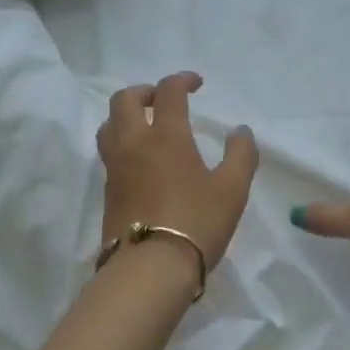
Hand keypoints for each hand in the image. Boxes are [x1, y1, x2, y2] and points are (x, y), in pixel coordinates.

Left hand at [97, 72, 258, 274]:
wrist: (150, 269)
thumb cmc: (197, 223)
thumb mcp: (233, 189)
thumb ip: (241, 155)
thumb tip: (240, 132)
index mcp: (166, 136)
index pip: (168, 92)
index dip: (182, 80)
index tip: (196, 85)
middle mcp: (134, 144)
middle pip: (124, 100)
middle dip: (144, 91)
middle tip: (163, 100)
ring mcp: (115, 168)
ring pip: (109, 125)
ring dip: (126, 116)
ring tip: (147, 127)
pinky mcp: (108, 192)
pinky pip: (109, 153)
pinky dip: (122, 143)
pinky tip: (141, 161)